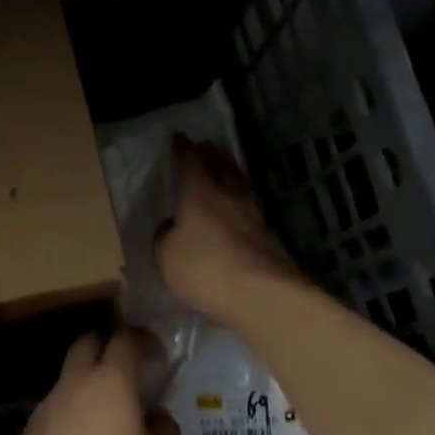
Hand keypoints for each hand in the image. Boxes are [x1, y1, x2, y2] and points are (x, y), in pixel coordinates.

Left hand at [0, 329, 178, 434]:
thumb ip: (164, 432)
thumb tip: (158, 417)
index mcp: (112, 380)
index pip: (126, 340)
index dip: (141, 339)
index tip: (154, 350)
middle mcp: (77, 381)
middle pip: (88, 343)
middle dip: (106, 346)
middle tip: (125, 369)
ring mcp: (50, 401)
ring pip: (70, 375)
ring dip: (87, 381)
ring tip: (104, 412)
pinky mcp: (32, 426)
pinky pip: (57, 404)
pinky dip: (71, 409)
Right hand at [155, 135, 303, 323]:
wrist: (262, 295)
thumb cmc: (205, 268)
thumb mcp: (166, 256)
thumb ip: (164, 237)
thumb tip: (168, 229)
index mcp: (200, 191)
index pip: (190, 160)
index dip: (182, 149)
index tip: (178, 139)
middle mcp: (230, 194)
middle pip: (222, 166)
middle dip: (212, 155)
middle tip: (205, 148)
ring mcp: (255, 213)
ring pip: (241, 185)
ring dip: (231, 176)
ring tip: (223, 174)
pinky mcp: (271, 236)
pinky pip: (251, 208)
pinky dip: (241, 203)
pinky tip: (237, 210)